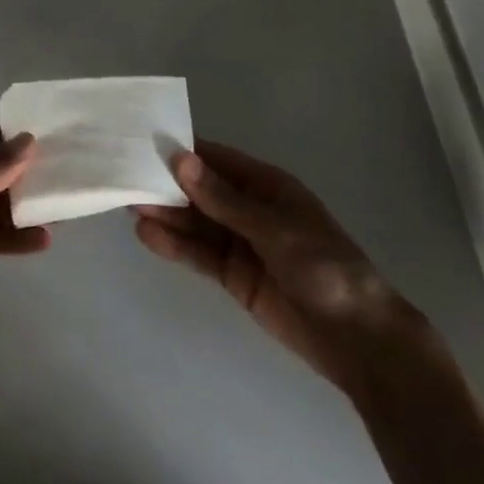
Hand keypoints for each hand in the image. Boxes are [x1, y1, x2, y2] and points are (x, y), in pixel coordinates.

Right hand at [135, 140, 419, 390]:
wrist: (358, 340)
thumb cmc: (324, 268)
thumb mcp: (273, 228)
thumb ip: (222, 198)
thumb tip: (179, 159)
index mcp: (266, 186)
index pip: (215, 160)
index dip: (182, 152)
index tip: (143, 143)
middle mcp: (249, 209)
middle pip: (200, 191)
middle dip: (167, 184)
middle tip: (125, 176)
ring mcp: (240, 243)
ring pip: (195, 222)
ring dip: (165, 213)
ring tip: (128, 204)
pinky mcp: (233, 276)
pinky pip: (198, 254)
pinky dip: (174, 244)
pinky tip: (147, 235)